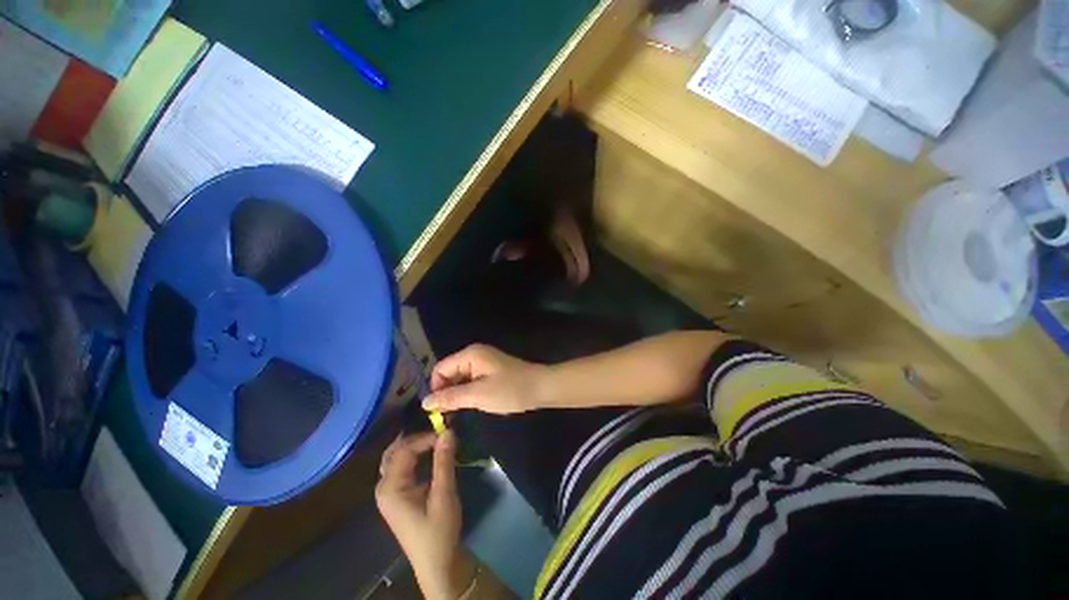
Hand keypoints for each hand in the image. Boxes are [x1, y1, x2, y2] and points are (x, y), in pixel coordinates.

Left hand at [376, 431, 472, 599]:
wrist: (437, 562)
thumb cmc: (439, 530)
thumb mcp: (444, 494)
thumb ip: (444, 462)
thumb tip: (448, 431)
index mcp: (391, 488)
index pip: (404, 450)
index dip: (425, 438)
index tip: (447, 434)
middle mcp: (384, 487)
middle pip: (395, 451)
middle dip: (416, 438)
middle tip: (439, 432)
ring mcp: (389, 492)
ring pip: (396, 457)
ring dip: (414, 445)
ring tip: (436, 438)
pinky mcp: (397, 495)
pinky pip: (402, 466)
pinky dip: (415, 455)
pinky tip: (429, 452)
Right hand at [423, 344, 548, 414]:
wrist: (540, 388)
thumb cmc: (510, 390)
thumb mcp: (478, 395)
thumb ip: (451, 397)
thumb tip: (425, 402)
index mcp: (470, 355)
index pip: (440, 369)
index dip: (436, 388)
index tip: (439, 410)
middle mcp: (474, 354)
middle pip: (449, 372)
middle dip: (446, 392)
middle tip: (449, 415)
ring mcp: (483, 362)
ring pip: (460, 378)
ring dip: (457, 394)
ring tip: (460, 412)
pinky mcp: (490, 370)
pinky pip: (471, 380)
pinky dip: (468, 392)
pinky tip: (472, 404)